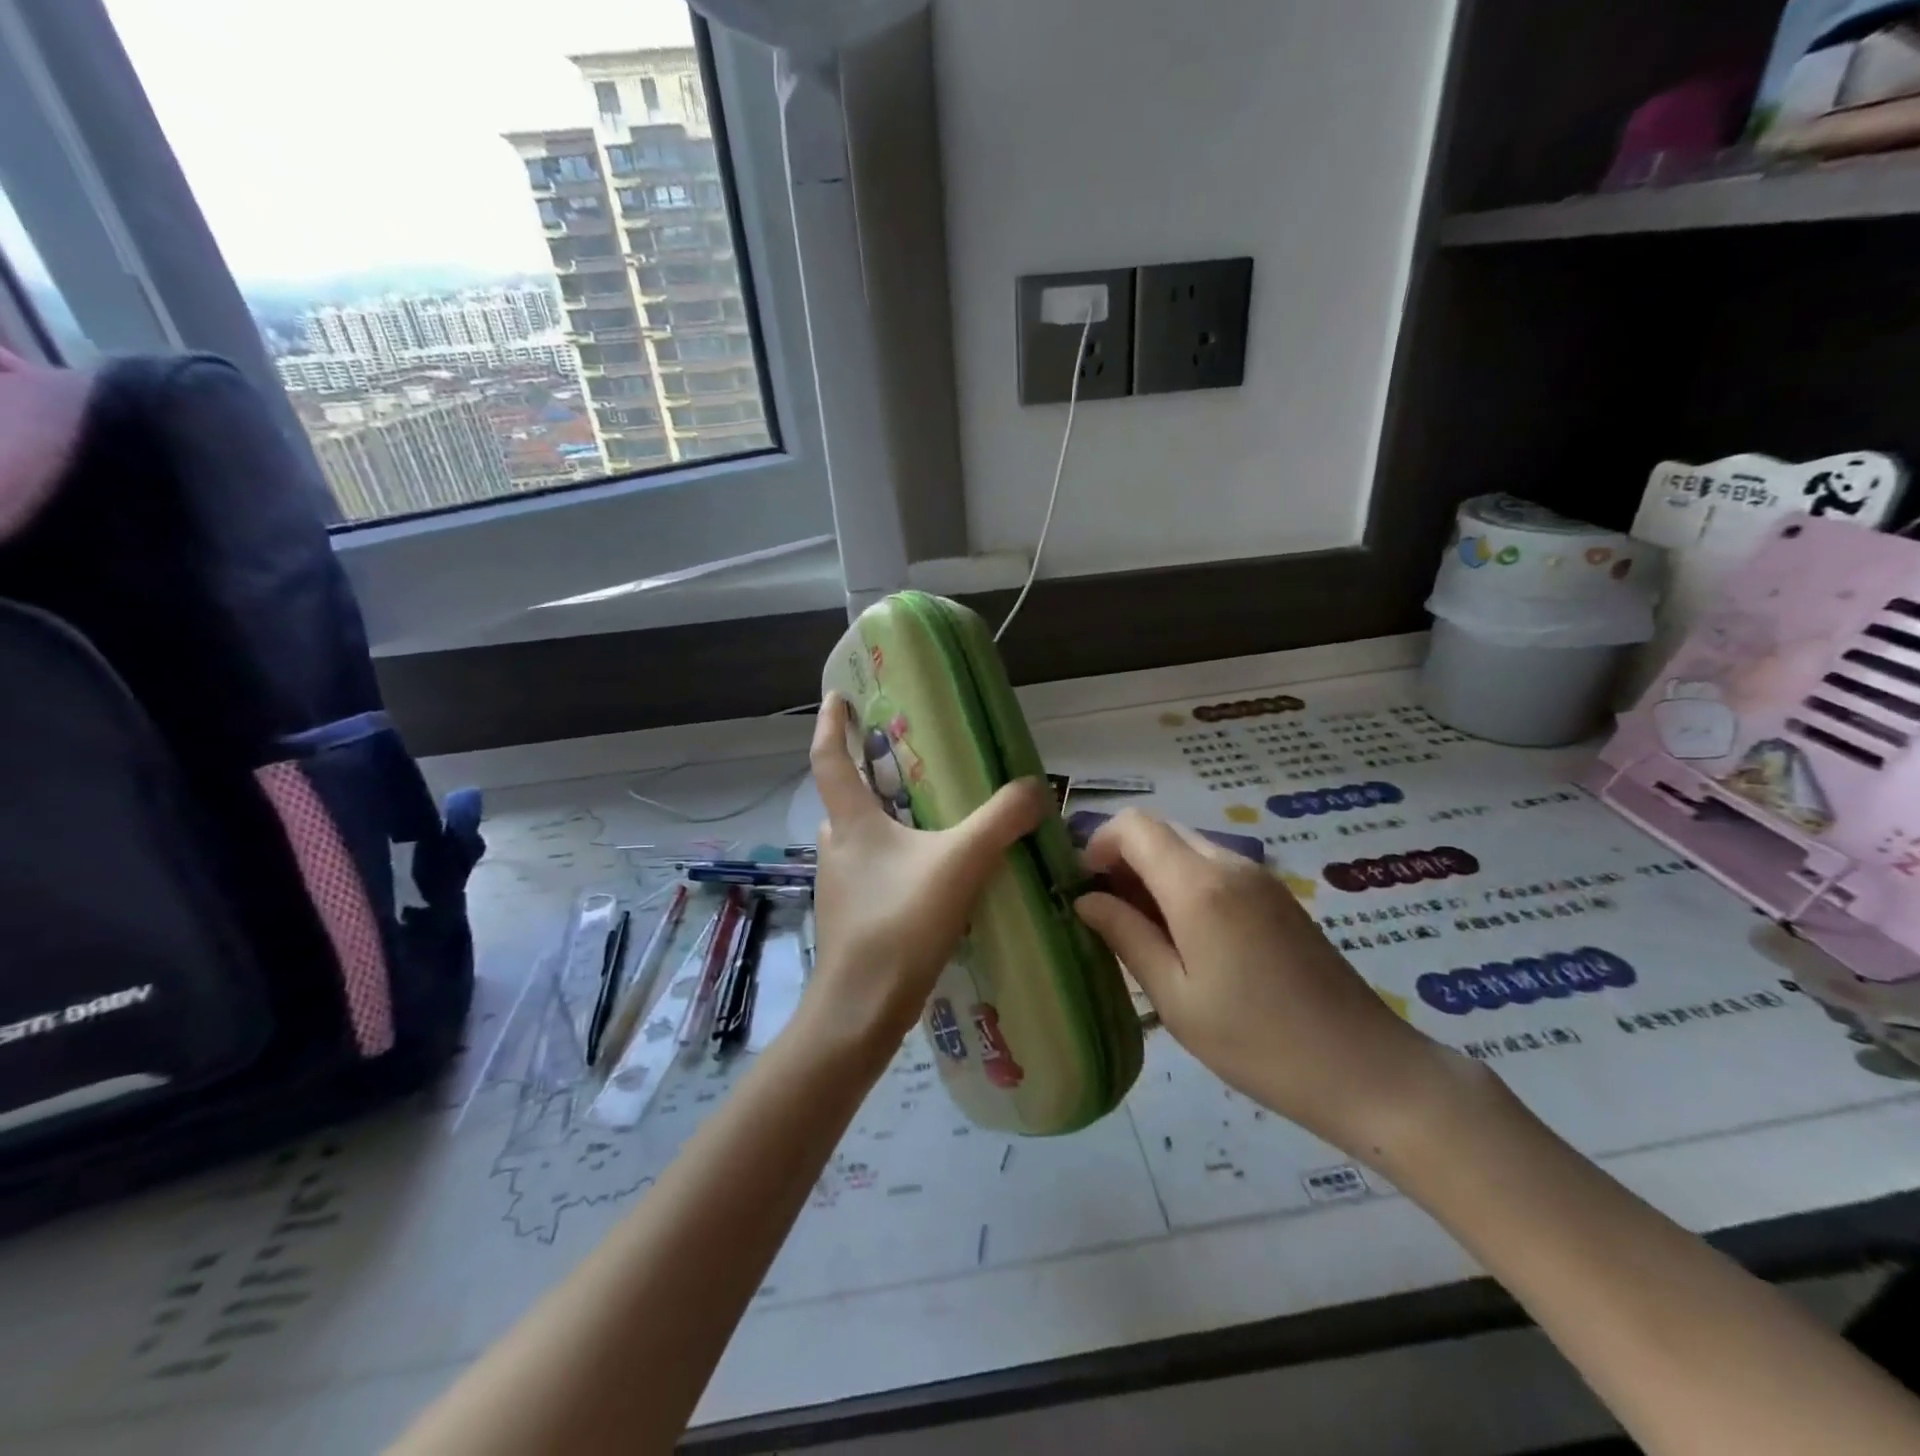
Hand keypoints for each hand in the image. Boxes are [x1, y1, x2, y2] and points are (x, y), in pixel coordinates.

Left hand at [804, 694, 1048, 1051]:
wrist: (861, 1011)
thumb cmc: (899, 924)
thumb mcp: (960, 863)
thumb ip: (1001, 821)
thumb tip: (1035, 788)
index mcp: (851, 822)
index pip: (829, 758)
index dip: (833, 724)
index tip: (839, 697)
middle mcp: (837, 847)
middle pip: (848, 799)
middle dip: (873, 776)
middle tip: (914, 765)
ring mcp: (840, 885)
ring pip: (863, 839)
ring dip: (889, 824)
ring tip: (934, 821)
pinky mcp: (852, 917)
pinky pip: (875, 872)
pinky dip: (898, 861)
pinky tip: (933, 878)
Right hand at [1075, 811, 1457, 1154]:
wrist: (1367, 1070)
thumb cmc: (1259, 1042)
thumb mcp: (1176, 997)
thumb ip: (1126, 936)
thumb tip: (1085, 899)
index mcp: (1199, 885)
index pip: (1133, 826)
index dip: (1097, 844)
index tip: (1083, 889)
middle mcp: (1229, 864)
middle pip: (1159, 831)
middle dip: (1122, 859)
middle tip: (1106, 915)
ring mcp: (1258, 878)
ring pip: (1185, 848)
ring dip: (1152, 874)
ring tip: (1142, 934)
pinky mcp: (1275, 896)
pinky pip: (1213, 868)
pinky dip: (1183, 884)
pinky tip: (1184, 939)